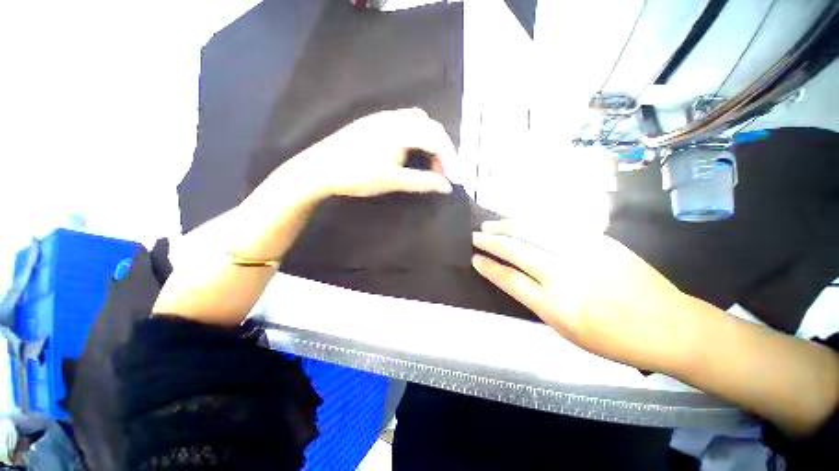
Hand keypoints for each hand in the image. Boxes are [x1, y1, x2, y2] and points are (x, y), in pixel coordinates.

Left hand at [292, 108, 454, 197]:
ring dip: (429, 142)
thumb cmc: (357, 175)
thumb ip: (422, 181)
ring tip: (429, 163)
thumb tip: (447, 187)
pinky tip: (411, 152)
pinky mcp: (375, 123)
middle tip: (442, 172)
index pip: (437, 139)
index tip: (454, 179)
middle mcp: (395, 118)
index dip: (450, 159)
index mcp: (401, 130)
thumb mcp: (393, 180)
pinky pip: (405, 124)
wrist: (319, 168)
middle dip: (442, 149)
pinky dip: (416, 138)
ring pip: (418, 123)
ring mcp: (383, 118)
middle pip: (431, 127)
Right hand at [471, 219, 699, 373]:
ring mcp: (583, 252)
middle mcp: (565, 275)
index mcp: (556, 306)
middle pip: (516, 250)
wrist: (669, 325)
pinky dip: (532, 221)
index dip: (488, 267)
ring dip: (507, 225)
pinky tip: (520, 219)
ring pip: (534, 231)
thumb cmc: (614, 340)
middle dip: (490, 242)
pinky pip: (556, 225)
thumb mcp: (566, 331)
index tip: (474, 259)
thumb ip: (537, 301)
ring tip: (491, 223)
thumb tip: (514, 278)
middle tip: (475, 236)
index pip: (509, 279)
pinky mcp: (598, 240)